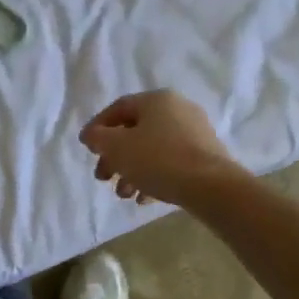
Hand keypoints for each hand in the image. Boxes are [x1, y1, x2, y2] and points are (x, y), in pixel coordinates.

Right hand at [79, 90, 243, 208]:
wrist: (211, 186)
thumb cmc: (158, 159)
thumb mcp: (117, 147)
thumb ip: (98, 138)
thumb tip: (92, 135)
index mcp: (156, 100)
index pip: (118, 108)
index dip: (98, 127)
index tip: (87, 149)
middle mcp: (177, 110)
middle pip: (135, 131)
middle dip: (114, 156)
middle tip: (102, 177)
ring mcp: (195, 133)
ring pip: (152, 149)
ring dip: (132, 170)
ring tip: (124, 194)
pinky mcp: (205, 156)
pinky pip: (171, 162)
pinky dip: (153, 176)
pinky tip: (144, 198)